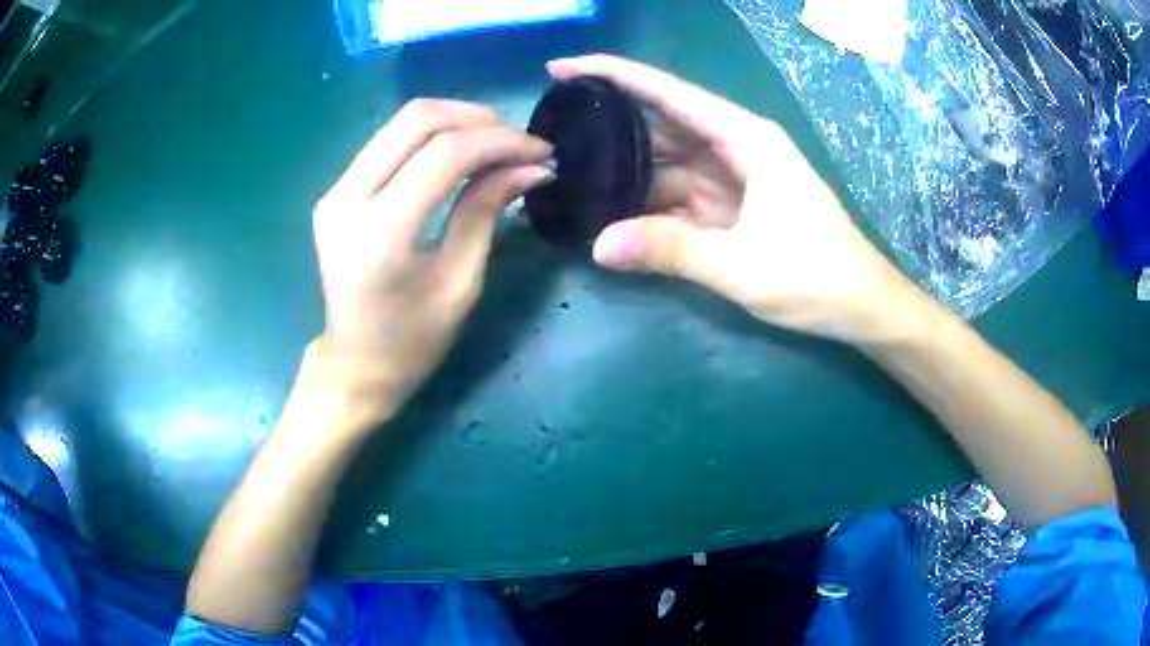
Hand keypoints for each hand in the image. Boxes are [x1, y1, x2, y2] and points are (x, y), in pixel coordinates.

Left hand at [310, 99, 552, 420]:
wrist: (355, 364)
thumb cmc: (413, 341)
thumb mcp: (460, 282)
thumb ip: (486, 211)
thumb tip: (532, 166)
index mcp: (379, 235)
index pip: (442, 155)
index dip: (498, 141)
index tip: (540, 151)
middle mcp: (346, 200)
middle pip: (416, 120)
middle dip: (478, 120)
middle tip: (519, 142)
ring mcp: (334, 191)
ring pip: (401, 122)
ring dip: (456, 121)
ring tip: (497, 144)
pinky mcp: (335, 190)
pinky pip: (389, 141)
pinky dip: (432, 136)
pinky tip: (462, 152)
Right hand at [547, 55, 919, 342]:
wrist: (860, 305)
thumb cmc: (816, 276)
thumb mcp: (742, 264)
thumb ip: (672, 250)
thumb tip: (599, 246)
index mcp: (744, 139)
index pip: (668, 93)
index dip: (613, 74)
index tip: (562, 67)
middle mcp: (736, 147)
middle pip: (662, 123)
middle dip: (609, 123)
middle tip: (552, 131)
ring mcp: (734, 177)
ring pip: (668, 162)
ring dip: (626, 169)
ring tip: (570, 173)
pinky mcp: (733, 205)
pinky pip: (680, 194)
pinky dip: (648, 202)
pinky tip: (613, 211)